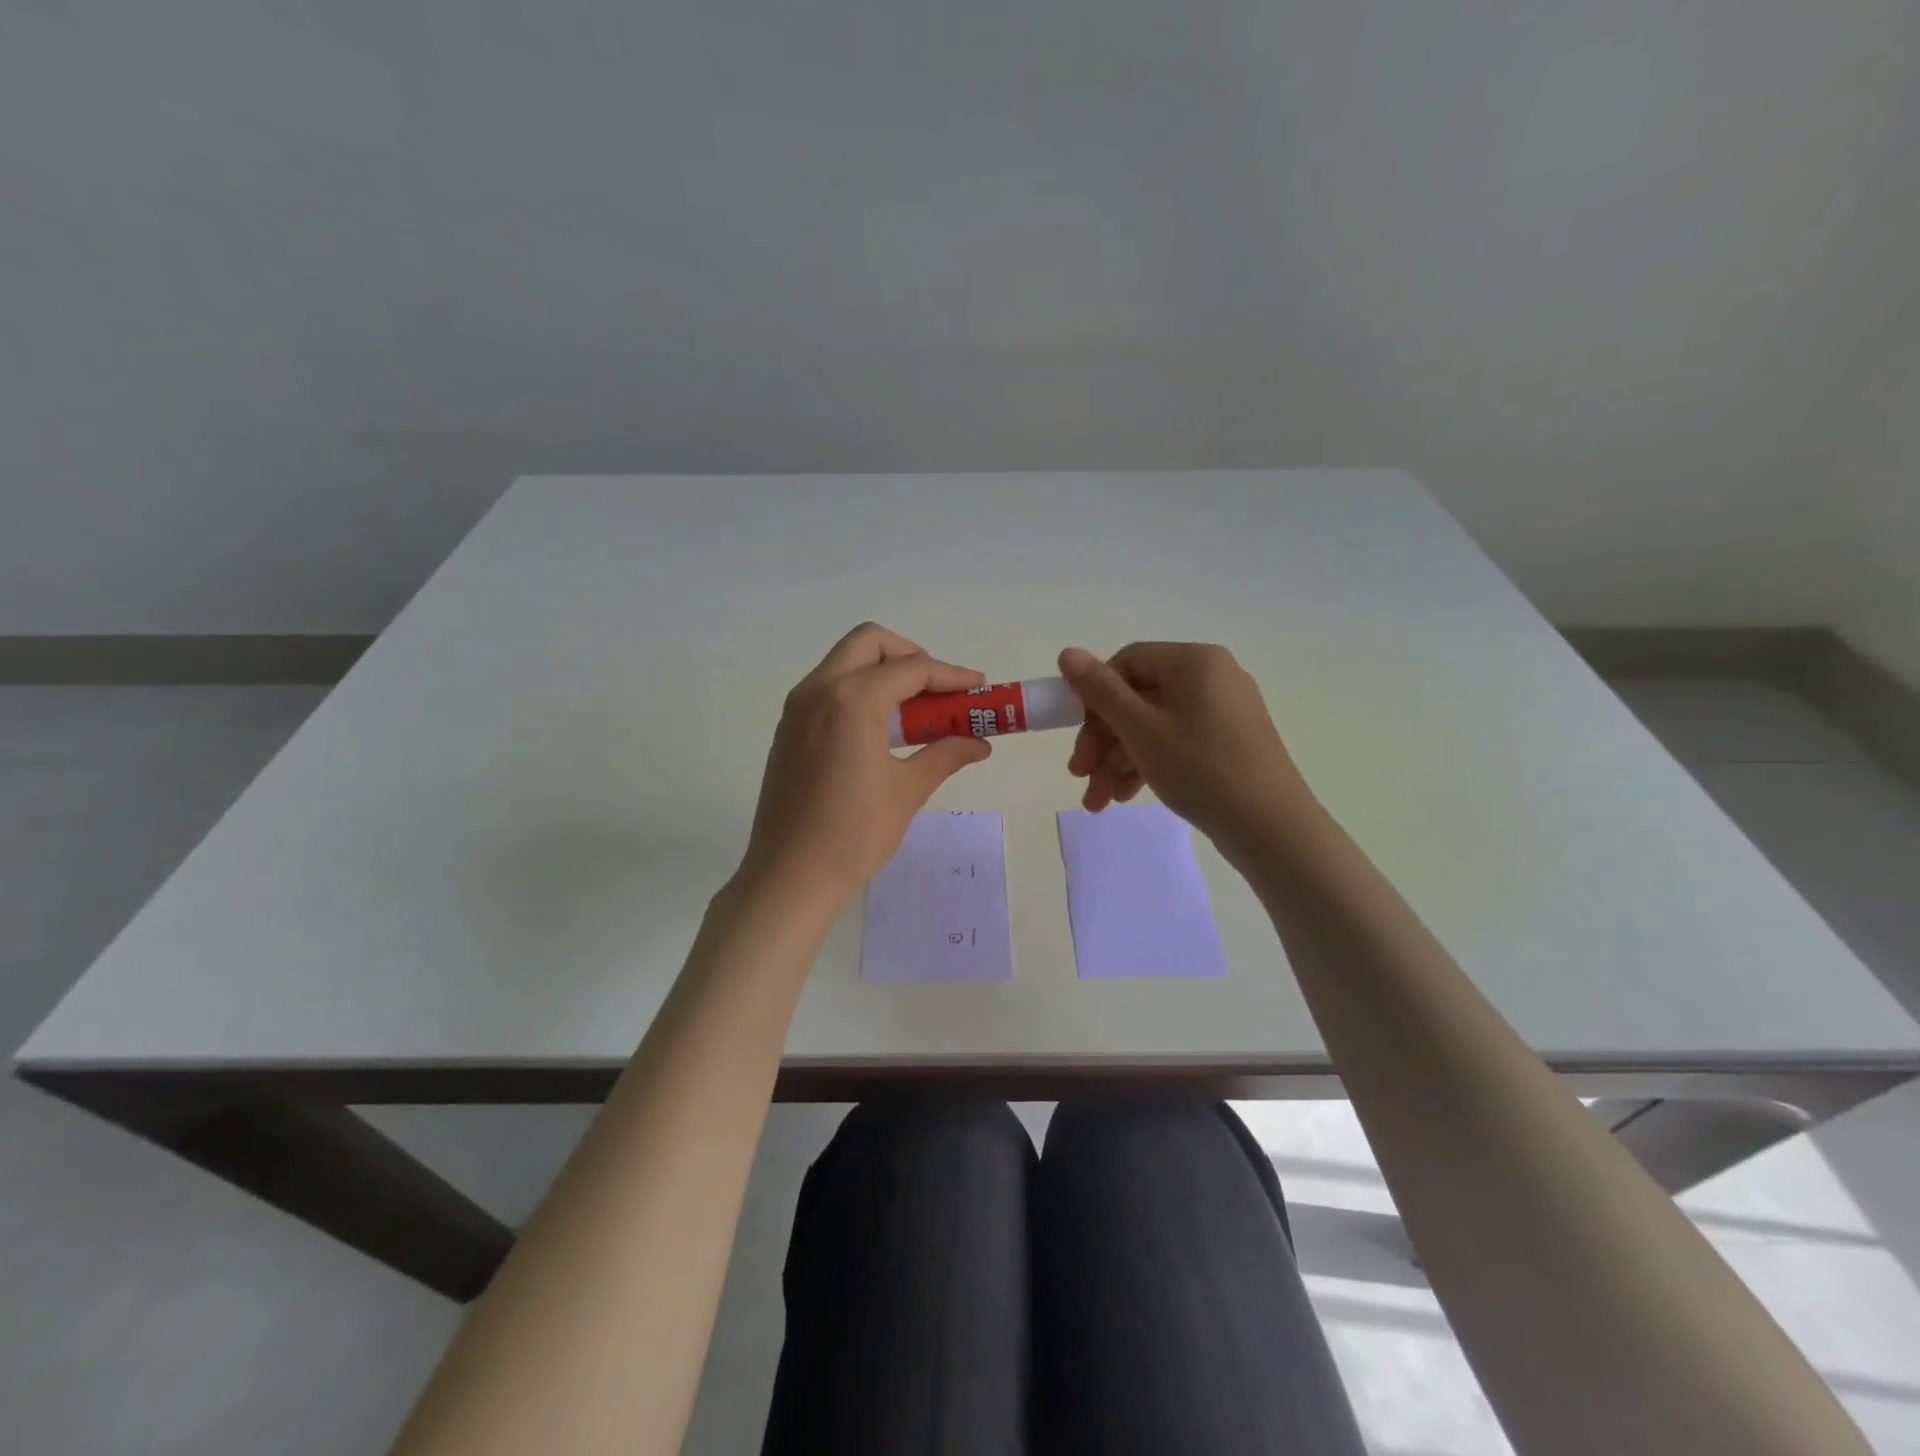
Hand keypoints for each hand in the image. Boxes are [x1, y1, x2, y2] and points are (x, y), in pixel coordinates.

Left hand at [741, 623, 992, 903]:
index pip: (911, 669)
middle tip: (938, 690)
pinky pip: (828, 689)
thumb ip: (945, 754)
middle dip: (910, 657)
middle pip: (870, 643)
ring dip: (882, 673)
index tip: (978, 688)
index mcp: (851, 699)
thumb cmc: (854, 833)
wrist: (789, 876)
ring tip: (915, 712)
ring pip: (844, 663)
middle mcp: (818, 690)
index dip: (951, 675)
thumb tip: (979, 743)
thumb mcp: (907, 790)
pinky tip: (880, 731)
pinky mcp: (788, 730)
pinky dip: (858, 692)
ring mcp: (796, 708)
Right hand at [1058, 642, 1313, 854]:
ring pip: (1153, 726)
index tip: (1074, 733)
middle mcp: (1211, 678)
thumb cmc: (1201, 769)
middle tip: (1079, 774)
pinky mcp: (1227, 744)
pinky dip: (1146, 765)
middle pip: (1138, 698)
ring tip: (1097, 801)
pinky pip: (1175, 742)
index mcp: (1194, 662)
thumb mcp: (1141, 730)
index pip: (1128, 662)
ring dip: (1118, 760)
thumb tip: (1067, 652)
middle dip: (1102, 739)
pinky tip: (1124, 797)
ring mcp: (1222, 712)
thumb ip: (1100, 691)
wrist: (1271, 828)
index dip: (1094, 696)